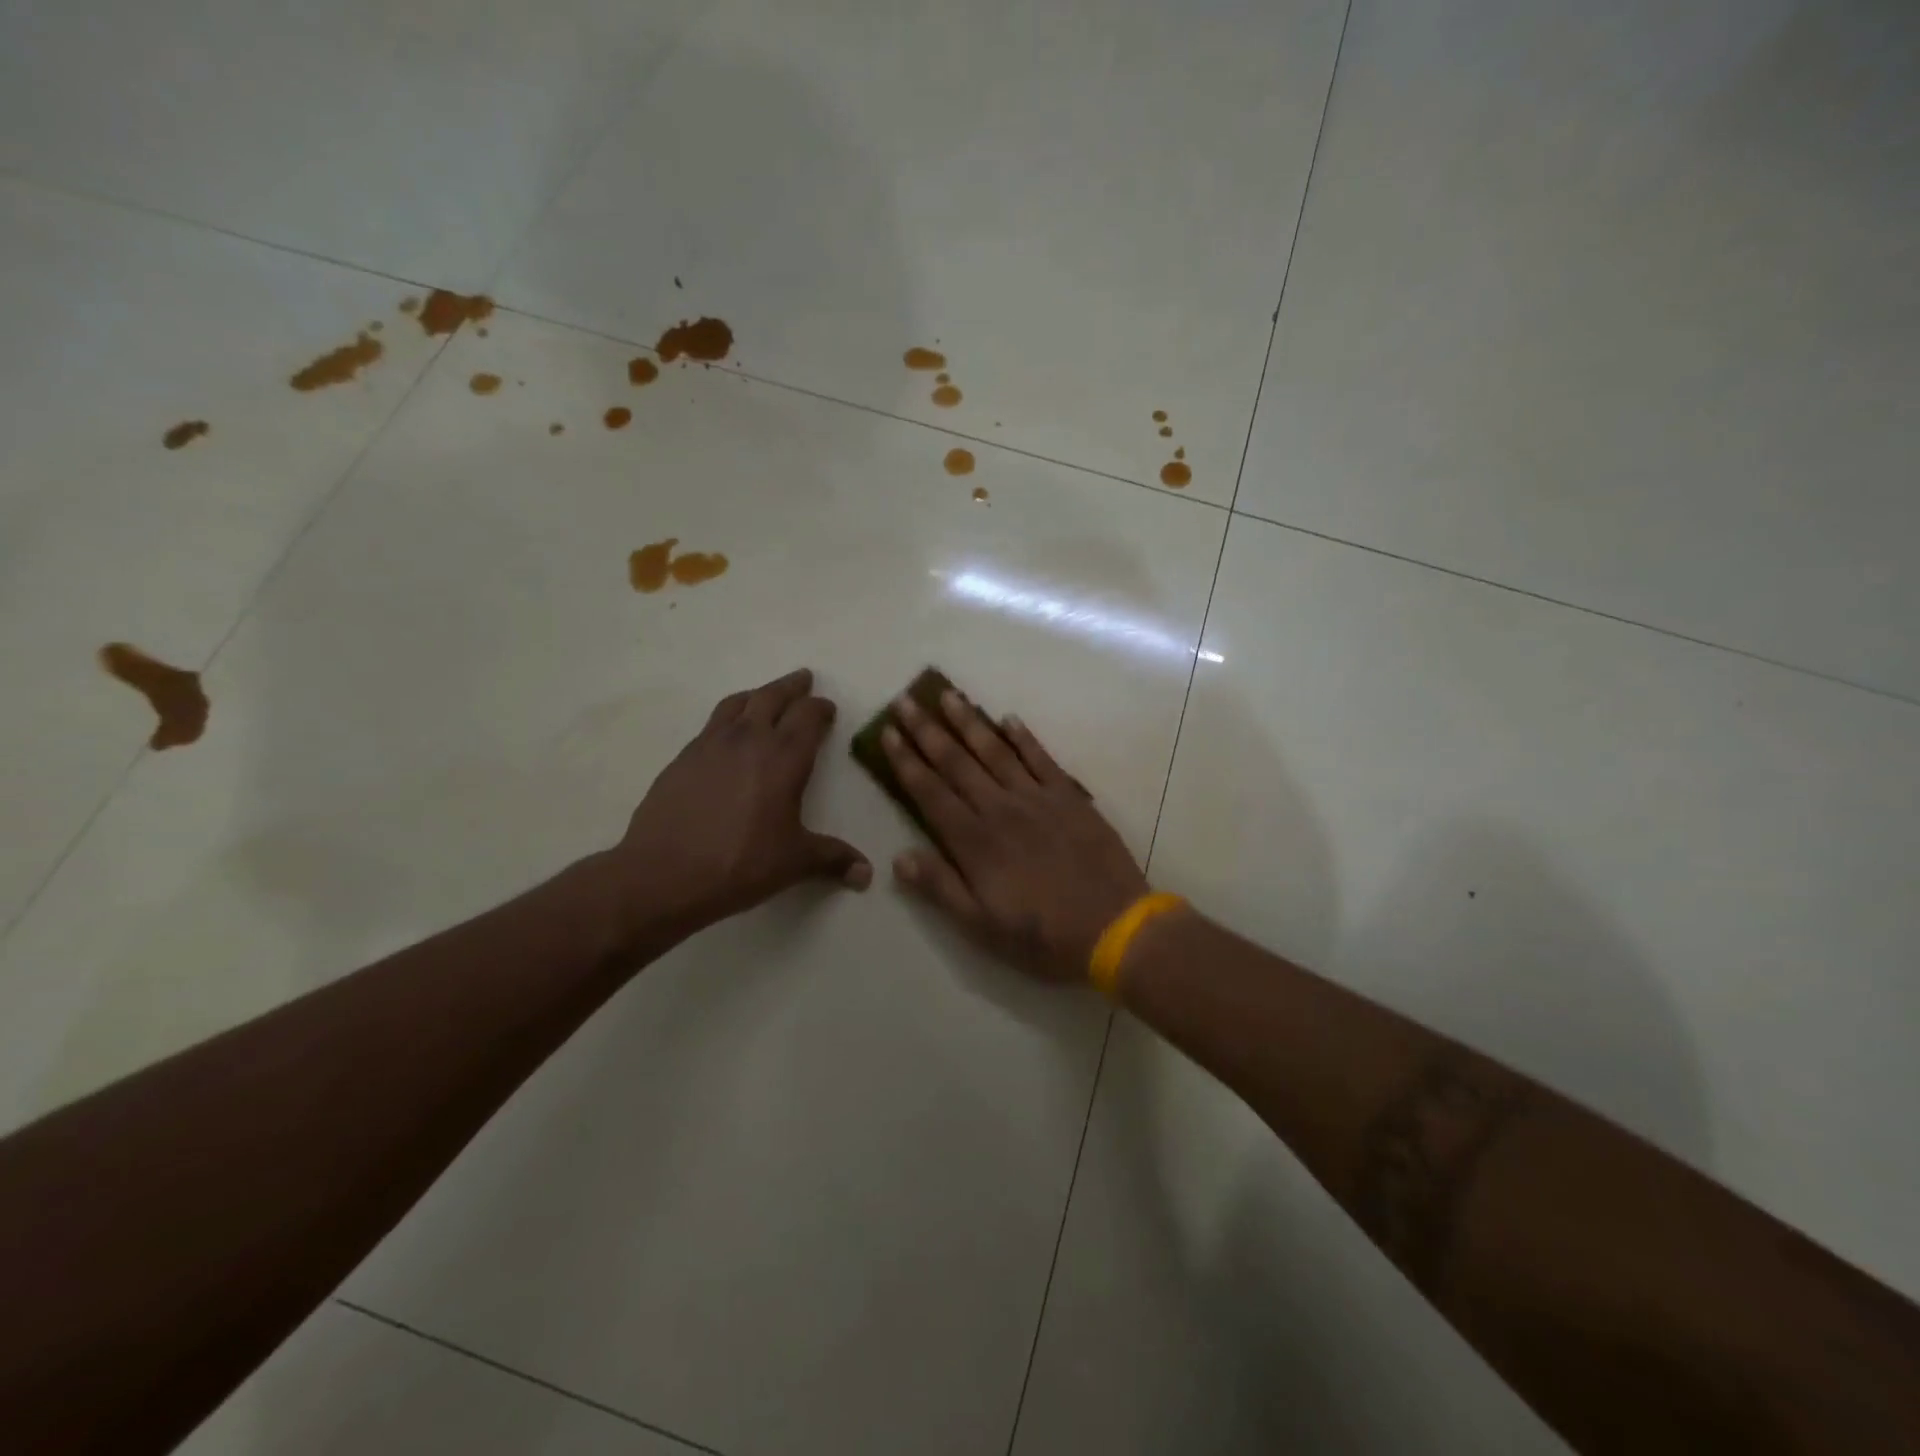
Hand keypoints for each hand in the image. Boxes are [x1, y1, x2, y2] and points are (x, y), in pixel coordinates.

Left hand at [603, 669, 869, 948]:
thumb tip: (867, 873)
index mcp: (784, 758)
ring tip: (764, 696)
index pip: (807, 717)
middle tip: (803, 679)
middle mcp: (748, 739)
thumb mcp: (794, 862)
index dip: (820, 708)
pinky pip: (711, 724)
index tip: (828, 708)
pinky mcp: (682, 758)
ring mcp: (710, 745)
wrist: (663, 874)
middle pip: (772, 696)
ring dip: (757, 694)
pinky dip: (728, 718)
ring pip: (737, 703)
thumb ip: (833, 859)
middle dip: (792, 687)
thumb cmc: (740, 864)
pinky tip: (727, 736)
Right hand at [881, 688, 1148, 980]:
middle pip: (956, 763)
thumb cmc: (1041, 935)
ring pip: (994, 751)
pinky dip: (1023, 737)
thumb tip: (899, 857)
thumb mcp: (981, 926)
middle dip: (927, 731)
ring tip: (947, 695)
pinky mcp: (1069, 797)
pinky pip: (1041, 758)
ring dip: (968, 722)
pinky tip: (1008, 719)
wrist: (1114, 927)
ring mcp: (1037, 798)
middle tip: (905, 701)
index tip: (888, 733)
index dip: (906, 762)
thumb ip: (940, 888)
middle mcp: (1000, 809)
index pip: (930, 792)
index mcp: (974, 841)